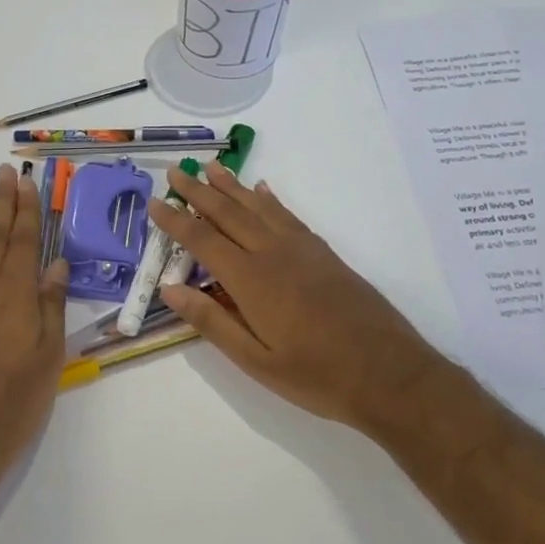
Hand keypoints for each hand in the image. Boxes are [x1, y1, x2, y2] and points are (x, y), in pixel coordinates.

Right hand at [146, 163, 453, 438]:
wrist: (389, 373)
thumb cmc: (317, 375)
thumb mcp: (256, 361)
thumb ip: (212, 322)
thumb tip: (170, 290)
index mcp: (251, 280)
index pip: (203, 241)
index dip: (176, 221)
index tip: (155, 203)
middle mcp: (274, 254)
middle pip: (229, 214)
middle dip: (199, 192)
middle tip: (177, 171)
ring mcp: (302, 250)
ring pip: (259, 207)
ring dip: (232, 186)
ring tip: (212, 167)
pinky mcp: (324, 254)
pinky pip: (289, 216)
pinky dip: (271, 200)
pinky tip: (262, 191)